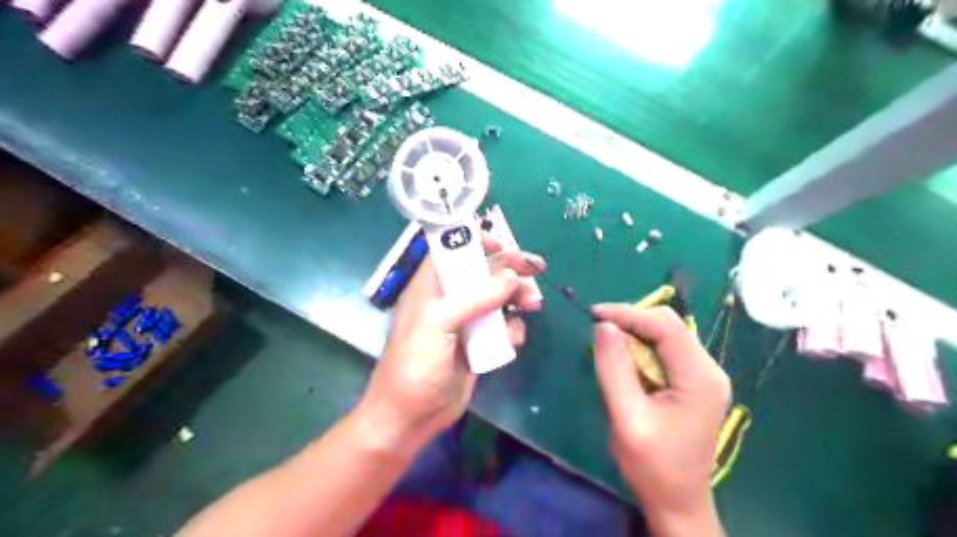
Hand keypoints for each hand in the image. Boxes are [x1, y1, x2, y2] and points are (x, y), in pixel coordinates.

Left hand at [357, 234, 545, 452]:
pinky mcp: (479, 344)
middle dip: (509, 269)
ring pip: (498, 298)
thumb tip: (512, 276)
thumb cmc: (416, 365)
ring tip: (533, 305)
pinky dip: (513, 328)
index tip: (503, 245)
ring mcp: (466, 322)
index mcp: (431, 286)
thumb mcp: (439, 324)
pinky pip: (503, 327)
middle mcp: (449, 299)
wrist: (411, 418)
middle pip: (483, 272)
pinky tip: (514, 339)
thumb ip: (475, 297)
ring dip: (518, 298)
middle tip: (536, 268)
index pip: (453, 250)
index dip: (477, 241)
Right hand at [587, 303, 729, 533]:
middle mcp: (709, 369)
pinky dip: (642, 347)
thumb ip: (615, 369)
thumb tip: (603, 326)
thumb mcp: (627, 418)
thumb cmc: (652, 466)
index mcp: (700, 378)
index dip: (628, 313)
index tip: (593, 314)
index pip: (665, 326)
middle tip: (598, 329)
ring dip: (635, 332)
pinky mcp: (695, 383)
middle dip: (631, 320)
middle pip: (669, 325)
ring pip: (667, 334)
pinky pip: (666, 350)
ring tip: (606, 343)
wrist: (678, 502)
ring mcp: (704, 376)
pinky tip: (624, 358)